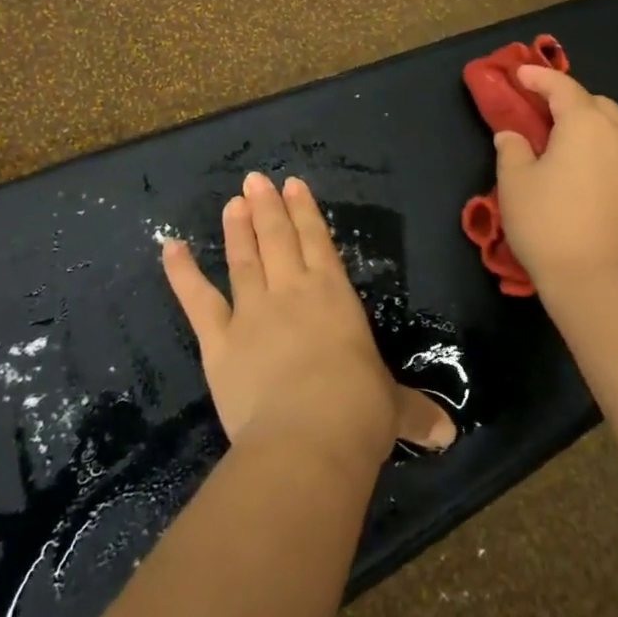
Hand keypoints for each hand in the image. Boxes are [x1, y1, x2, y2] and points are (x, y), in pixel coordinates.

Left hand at [162, 172, 455, 463]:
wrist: (309, 437)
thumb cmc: (360, 414)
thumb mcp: (394, 411)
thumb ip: (415, 414)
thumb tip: (447, 435)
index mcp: (334, 298)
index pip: (319, 243)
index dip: (305, 212)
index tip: (293, 184)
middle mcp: (293, 293)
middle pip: (279, 240)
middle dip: (268, 208)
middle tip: (255, 179)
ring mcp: (253, 313)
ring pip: (244, 260)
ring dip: (237, 229)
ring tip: (232, 202)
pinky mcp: (220, 340)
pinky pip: (198, 300)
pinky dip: (182, 273)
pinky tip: (170, 247)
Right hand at [493, 66, 617, 298]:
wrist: (600, 282)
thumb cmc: (548, 225)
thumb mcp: (515, 183)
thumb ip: (512, 149)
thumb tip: (513, 136)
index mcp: (586, 124)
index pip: (562, 87)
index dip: (539, 77)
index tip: (520, 74)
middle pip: (596, 104)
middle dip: (570, 101)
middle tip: (543, 114)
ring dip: (593, 127)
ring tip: (570, 145)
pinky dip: (609, 153)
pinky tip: (593, 174)